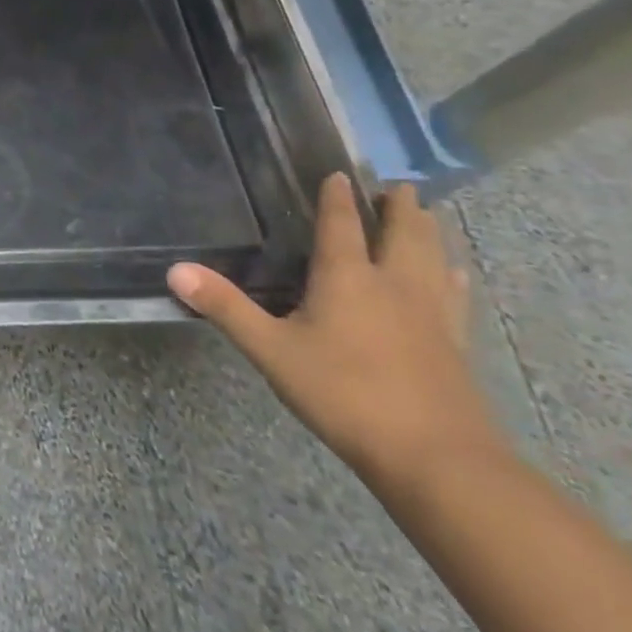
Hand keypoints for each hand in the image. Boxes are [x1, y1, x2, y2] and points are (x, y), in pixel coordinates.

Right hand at [167, 174, 504, 490]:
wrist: (434, 457)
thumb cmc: (343, 393)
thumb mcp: (270, 350)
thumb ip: (224, 307)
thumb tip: (175, 270)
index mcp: (348, 277)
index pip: (342, 224)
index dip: (338, 198)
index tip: (340, 174)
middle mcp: (395, 283)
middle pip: (403, 232)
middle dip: (399, 206)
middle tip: (397, 186)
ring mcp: (432, 313)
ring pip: (435, 257)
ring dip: (429, 231)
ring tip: (429, 214)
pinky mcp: (455, 342)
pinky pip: (455, 293)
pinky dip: (452, 273)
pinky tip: (456, 273)